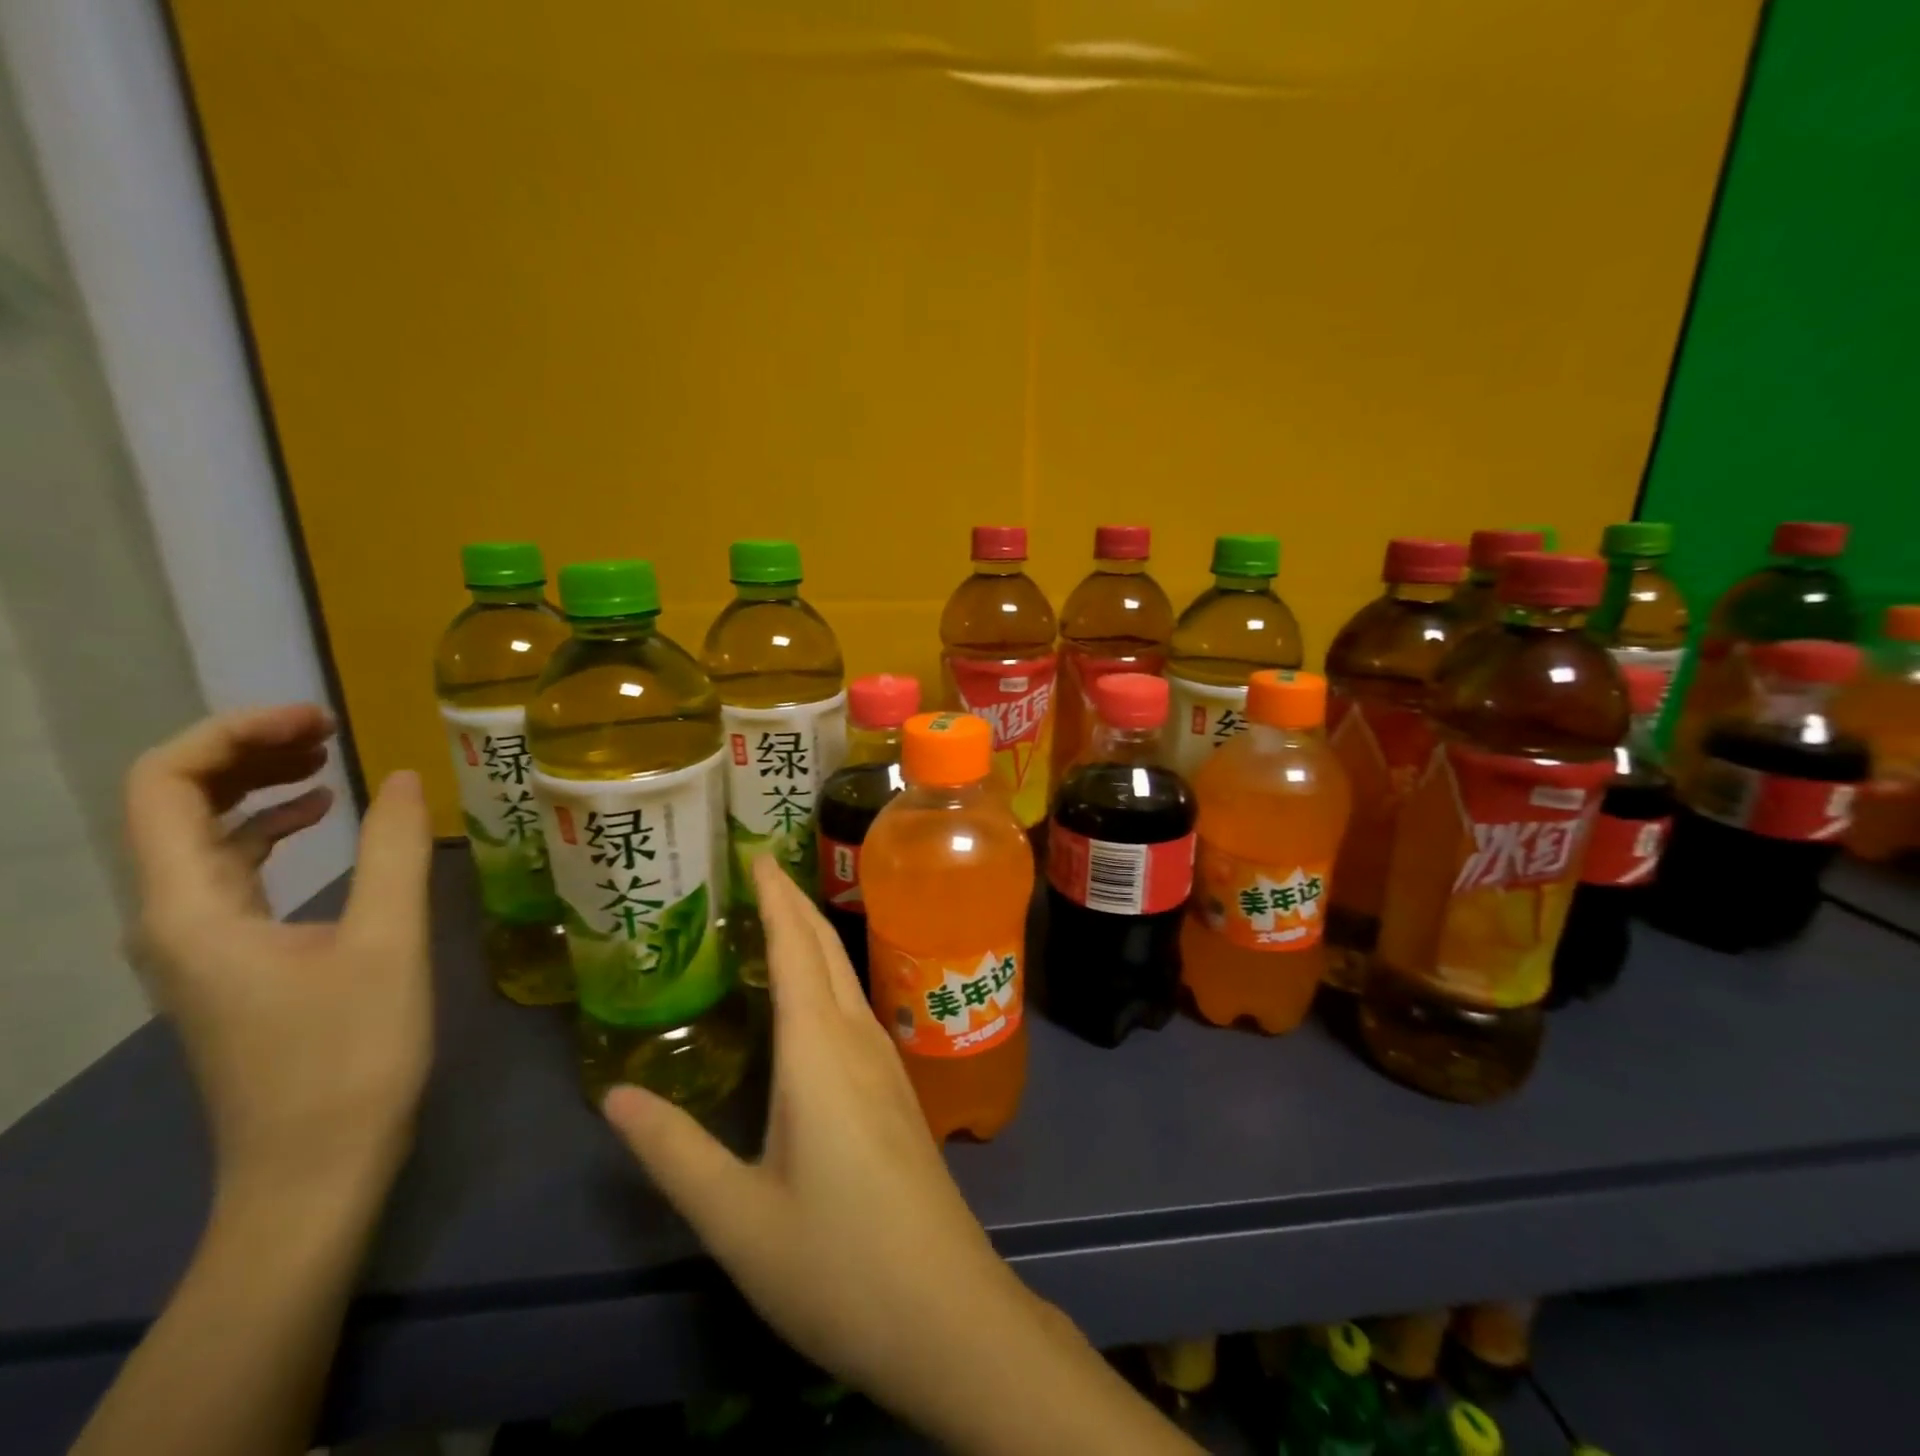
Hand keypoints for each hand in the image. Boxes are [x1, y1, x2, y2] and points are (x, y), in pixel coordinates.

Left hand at [126, 704, 433, 1195]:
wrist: (314, 1166)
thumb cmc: (349, 1055)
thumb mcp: (385, 943)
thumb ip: (392, 852)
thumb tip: (404, 776)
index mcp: (191, 908)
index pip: (166, 785)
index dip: (235, 734)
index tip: (320, 720)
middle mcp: (171, 918)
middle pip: (174, 803)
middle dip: (245, 751)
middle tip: (329, 730)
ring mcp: (196, 943)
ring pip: (200, 837)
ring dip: (256, 787)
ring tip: (329, 760)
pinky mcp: (229, 962)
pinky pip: (230, 872)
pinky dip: (269, 831)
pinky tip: (321, 823)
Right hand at [606, 861, 1195, 1454]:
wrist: (944, 1308)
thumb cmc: (836, 1262)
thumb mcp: (737, 1218)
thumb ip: (674, 1152)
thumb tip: (616, 1094)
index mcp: (818, 1051)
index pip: (795, 947)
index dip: (774, 895)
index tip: (753, 852)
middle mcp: (857, 1038)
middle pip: (824, 948)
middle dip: (792, 901)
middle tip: (755, 870)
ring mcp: (885, 1060)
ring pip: (844, 974)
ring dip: (811, 935)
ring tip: (773, 917)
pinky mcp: (895, 1087)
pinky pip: (855, 1005)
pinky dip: (825, 975)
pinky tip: (808, 998)